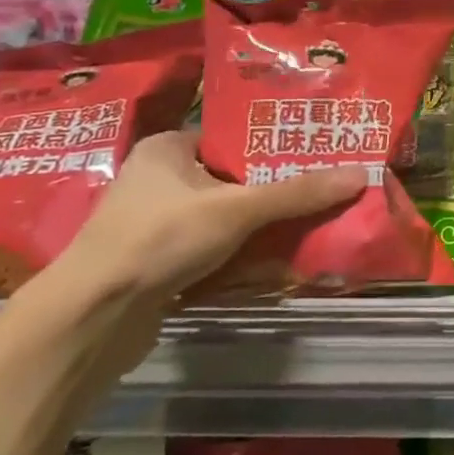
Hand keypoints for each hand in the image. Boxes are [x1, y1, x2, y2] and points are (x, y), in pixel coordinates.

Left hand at [19, 133, 365, 372]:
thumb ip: (298, 193)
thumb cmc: (160, 239)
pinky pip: (213, 246)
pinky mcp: (157, 261)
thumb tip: (362, 175)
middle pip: (234, 177)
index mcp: (167, 148)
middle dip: (274, 188)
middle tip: (322, 187)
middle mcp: (158, 178)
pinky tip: (276, 256)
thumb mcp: (238, 209)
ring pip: (226, 215)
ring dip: (261, 223)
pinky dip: (242, 251)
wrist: (91, 319)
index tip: (315, 150)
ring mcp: (154, 222)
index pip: (233, 135)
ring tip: (310, 220)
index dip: (274, 142)